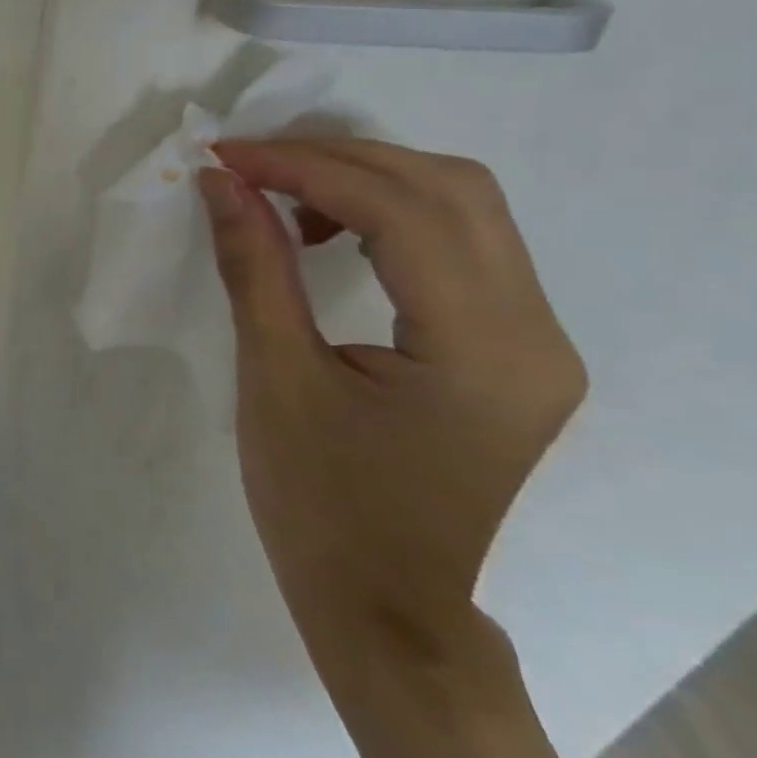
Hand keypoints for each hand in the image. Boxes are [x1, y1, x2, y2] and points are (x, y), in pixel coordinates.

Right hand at [197, 140, 588, 658]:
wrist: (382, 603)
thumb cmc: (318, 501)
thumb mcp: (273, 376)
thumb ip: (254, 267)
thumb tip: (220, 182)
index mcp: (484, 349)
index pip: (403, 212)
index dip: (306, 167)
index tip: (226, 154)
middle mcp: (535, 332)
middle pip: (453, 190)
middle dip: (341, 157)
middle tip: (250, 161)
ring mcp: (534, 340)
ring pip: (464, 208)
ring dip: (367, 179)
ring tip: (281, 193)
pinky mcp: (511, 348)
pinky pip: (460, 246)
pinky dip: (389, 214)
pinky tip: (330, 232)